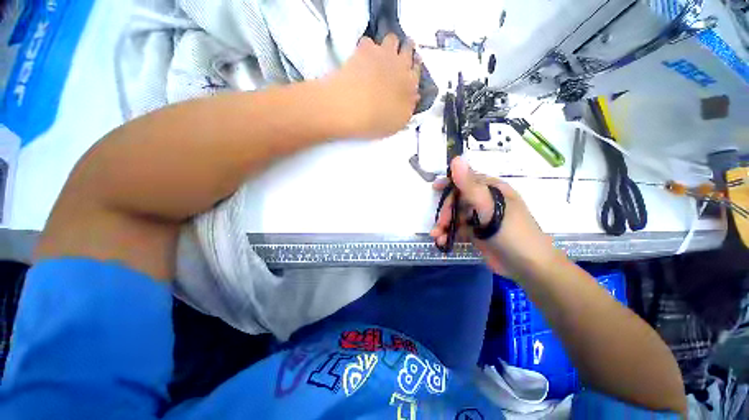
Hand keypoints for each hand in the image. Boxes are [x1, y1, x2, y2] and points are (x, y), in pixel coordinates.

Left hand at [326, 34, 420, 138]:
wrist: (352, 108)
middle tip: (397, 61)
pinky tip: (360, 59)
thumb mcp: (398, 122)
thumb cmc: (377, 120)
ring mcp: (383, 54)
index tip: (408, 73)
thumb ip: (408, 107)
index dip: (413, 70)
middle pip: (408, 49)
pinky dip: (366, 48)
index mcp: (410, 84)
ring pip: (392, 39)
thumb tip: (414, 96)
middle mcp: (401, 65)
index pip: (417, 71)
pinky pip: (368, 42)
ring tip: (380, 57)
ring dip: (389, 45)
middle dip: (405, 52)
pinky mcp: (364, 49)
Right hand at [430, 157, 564, 278]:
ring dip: (444, 226)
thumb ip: (470, 185)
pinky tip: (442, 242)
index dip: (450, 184)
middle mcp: (485, 202)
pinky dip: (449, 235)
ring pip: (456, 217)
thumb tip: (455, 159)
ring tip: (437, 236)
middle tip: (441, 223)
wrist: (528, 267)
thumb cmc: (512, 232)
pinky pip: (458, 230)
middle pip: (458, 201)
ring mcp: (481, 219)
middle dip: (446, 212)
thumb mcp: (489, 207)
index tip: (435, 188)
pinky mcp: (477, 234)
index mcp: (492, 190)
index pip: (467, 181)